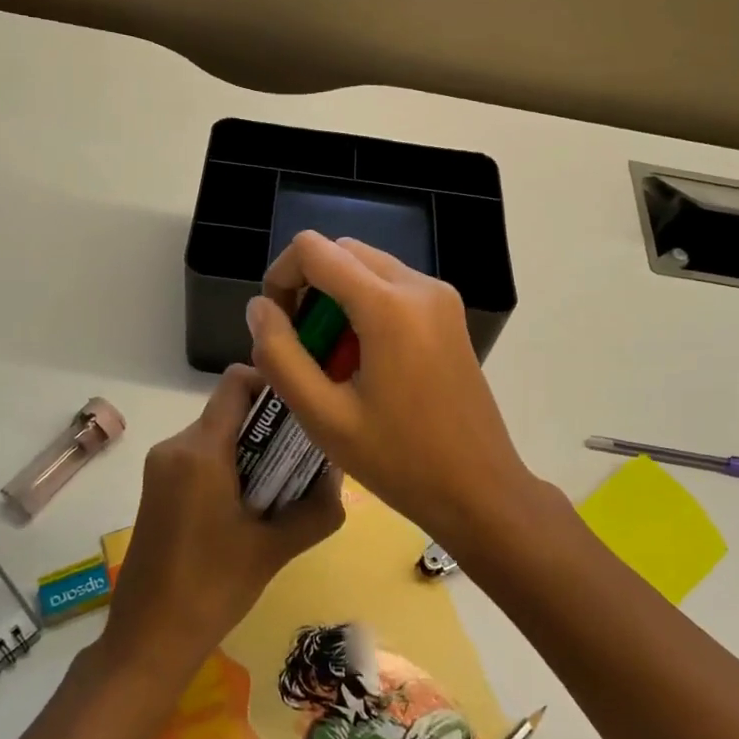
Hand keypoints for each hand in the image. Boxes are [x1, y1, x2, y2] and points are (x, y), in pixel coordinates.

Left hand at [100, 365, 343, 691]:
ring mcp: (161, 467)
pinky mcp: (158, 487)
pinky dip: (231, 467)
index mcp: (201, 450)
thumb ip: (316, 508)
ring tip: (283, 489)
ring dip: (253, 451)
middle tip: (306, 458)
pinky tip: (251, 506)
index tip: (305, 411)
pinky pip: (202, 457)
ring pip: (219, 435)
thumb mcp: (274, 549)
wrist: (147, 640)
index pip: (238, 382)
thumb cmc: (212, 589)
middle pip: (232, 410)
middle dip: (272, 427)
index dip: (274, 385)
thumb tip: (339, 474)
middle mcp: (176, 446)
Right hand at [245, 231, 545, 553]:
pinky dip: (365, 307)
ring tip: (331, 360)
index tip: (276, 325)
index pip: (314, 249)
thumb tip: (258, 307)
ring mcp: (441, 298)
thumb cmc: (400, 461)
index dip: (281, 276)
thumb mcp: (324, 417)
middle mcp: (419, 286)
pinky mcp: (450, 314)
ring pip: (368, 267)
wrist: (480, 489)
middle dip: (309, 287)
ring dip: (337, 298)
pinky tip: (363, 362)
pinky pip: (393, 287)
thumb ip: (280, 355)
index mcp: (389, 306)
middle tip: (301, 347)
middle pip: (342, 252)